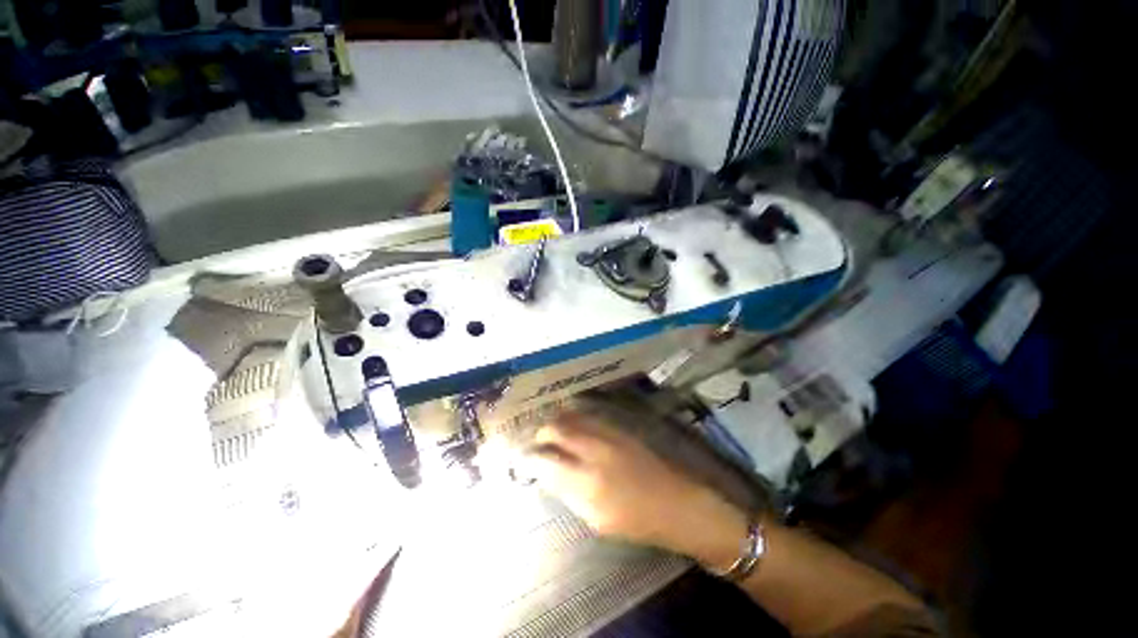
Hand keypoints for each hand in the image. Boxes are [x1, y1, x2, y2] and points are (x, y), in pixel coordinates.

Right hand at [526, 403, 750, 571]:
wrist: (678, 502)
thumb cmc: (637, 521)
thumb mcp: (596, 519)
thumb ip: (568, 493)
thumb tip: (548, 474)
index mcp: (586, 480)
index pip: (545, 459)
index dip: (530, 457)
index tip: (524, 459)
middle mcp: (594, 448)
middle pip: (556, 428)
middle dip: (541, 433)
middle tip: (537, 442)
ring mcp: (609, 433)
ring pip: (572, 415)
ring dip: (557, 421)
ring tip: (552, 432)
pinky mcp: (620, 427)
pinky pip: (589, 414)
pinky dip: (575, 417)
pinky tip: (574, 425)